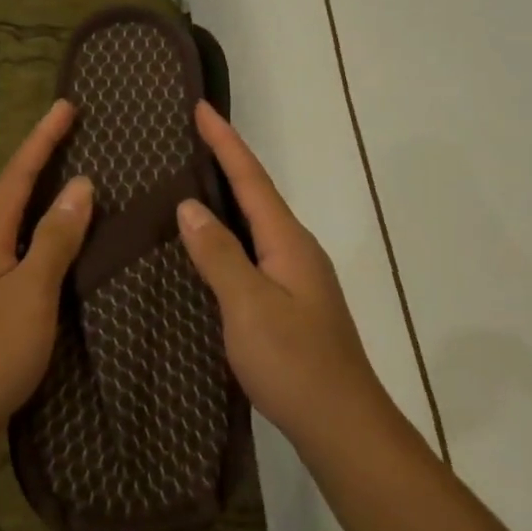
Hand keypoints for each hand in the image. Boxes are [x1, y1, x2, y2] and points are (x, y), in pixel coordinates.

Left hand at [0, 99, 93, 441]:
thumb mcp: (31, 291)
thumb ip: (56, 238)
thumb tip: (81, 187)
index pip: (19, 174)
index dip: (44, 138)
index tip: (67, 105)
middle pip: (14, 191)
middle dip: (43, 159)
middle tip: (75, 133)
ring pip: (17, 222)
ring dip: (44, 195)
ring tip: (76, 177)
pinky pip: (22, 249)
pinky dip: (45, 232)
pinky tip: (63, 242)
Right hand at [177, 101, 393, 453]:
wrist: (341, 424)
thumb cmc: (294, 362)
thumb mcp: (249, 305)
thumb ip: (219, 254)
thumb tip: (190, 206)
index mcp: (288, 242)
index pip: (251, 179)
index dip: (225, 142)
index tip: (201, 106)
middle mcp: (297, 250)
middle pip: (258, 195)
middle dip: (227, 162)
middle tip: (191, 138)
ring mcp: (297, 278)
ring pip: (257, 224)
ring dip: (229, 198)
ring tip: (194, 182)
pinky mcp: (292, 303)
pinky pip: (256, 252)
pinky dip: (232, 235)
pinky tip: (213, 247)